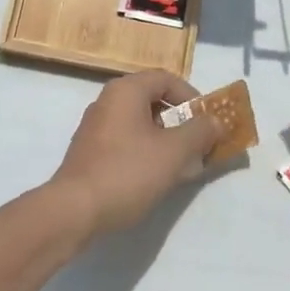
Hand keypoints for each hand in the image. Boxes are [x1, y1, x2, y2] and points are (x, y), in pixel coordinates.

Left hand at [48, 71, 224, 238]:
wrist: (73, 211)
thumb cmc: (127, 172)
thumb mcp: (173, 152)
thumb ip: (199, 132)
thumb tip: (216, 121)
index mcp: (126, 91)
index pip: (166, 79)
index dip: (192, 97)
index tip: (207, 121)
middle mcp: (108, 101)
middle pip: (153, 100)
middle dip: (181, 122)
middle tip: (199, 145)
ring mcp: (95, 127)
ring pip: (140, 124)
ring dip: (165, 140)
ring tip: (182, 166)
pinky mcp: (90, 152)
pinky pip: (126, 142)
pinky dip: (146, 152)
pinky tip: (155, 178)